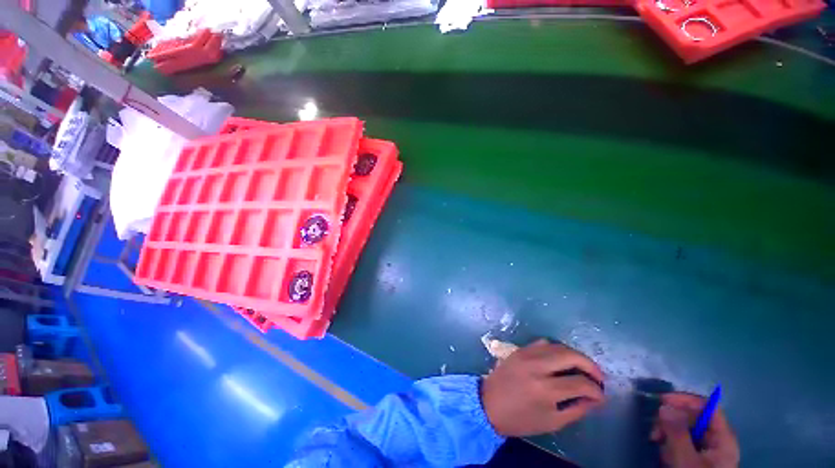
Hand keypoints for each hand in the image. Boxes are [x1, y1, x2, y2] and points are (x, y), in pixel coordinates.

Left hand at [480, 340, 604, 436]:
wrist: (488, 404)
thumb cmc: (520, 419)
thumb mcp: (552, 422)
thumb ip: (576, 409)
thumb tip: (594, 398)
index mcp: (545, 389)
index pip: (580, 383)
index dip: (596, 390)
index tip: (601, 396)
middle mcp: (536, 366)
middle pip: (571, 355)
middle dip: (590, 365)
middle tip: (598, 377)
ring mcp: (526, 354)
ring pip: (557, 345)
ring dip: (574, 355)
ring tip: (582, 368)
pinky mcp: (519, 349)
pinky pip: (542, 343)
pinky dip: (556, 349)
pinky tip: (560, 360)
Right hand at [651, 393, 739, 467]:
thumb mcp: (685, 461)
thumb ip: (677, 432)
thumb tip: (665, 405)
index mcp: (723, 440)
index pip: (709, 408)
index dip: (686, 400)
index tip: (661, 400)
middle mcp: (717, 442)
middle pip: (694, 418)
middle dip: (671, 420)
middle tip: (654, 430)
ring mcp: (706, 451)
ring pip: (684, 430)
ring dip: (667, 434)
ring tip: (657, 444)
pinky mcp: (695, 458)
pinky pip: (680, 442)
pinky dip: (669, 443)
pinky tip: (663, 453)